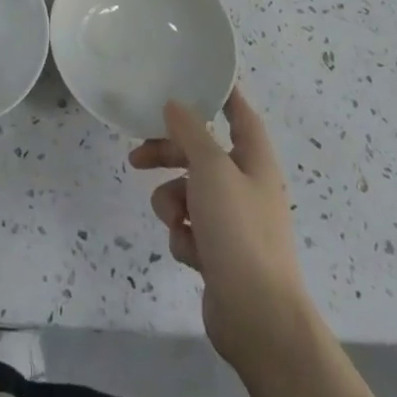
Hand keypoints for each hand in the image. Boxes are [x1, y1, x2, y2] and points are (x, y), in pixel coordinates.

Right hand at [129, 88, 314, 372]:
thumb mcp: (211, 169)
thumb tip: (175, 104)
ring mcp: (233, 222)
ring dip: (173, 202)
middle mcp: (245, 186)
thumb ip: (190, 132)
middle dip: (169, 155)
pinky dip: (184, 236)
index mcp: (254, 160)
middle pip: (201, 154)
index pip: (240, 113)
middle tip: (138, 156)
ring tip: (175, 220)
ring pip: (188, 193)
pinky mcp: (219, 254)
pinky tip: (190, 252)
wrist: (258, 318)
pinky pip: (189, 228)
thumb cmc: (239, 231)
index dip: (221, 94)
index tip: (193, 78)